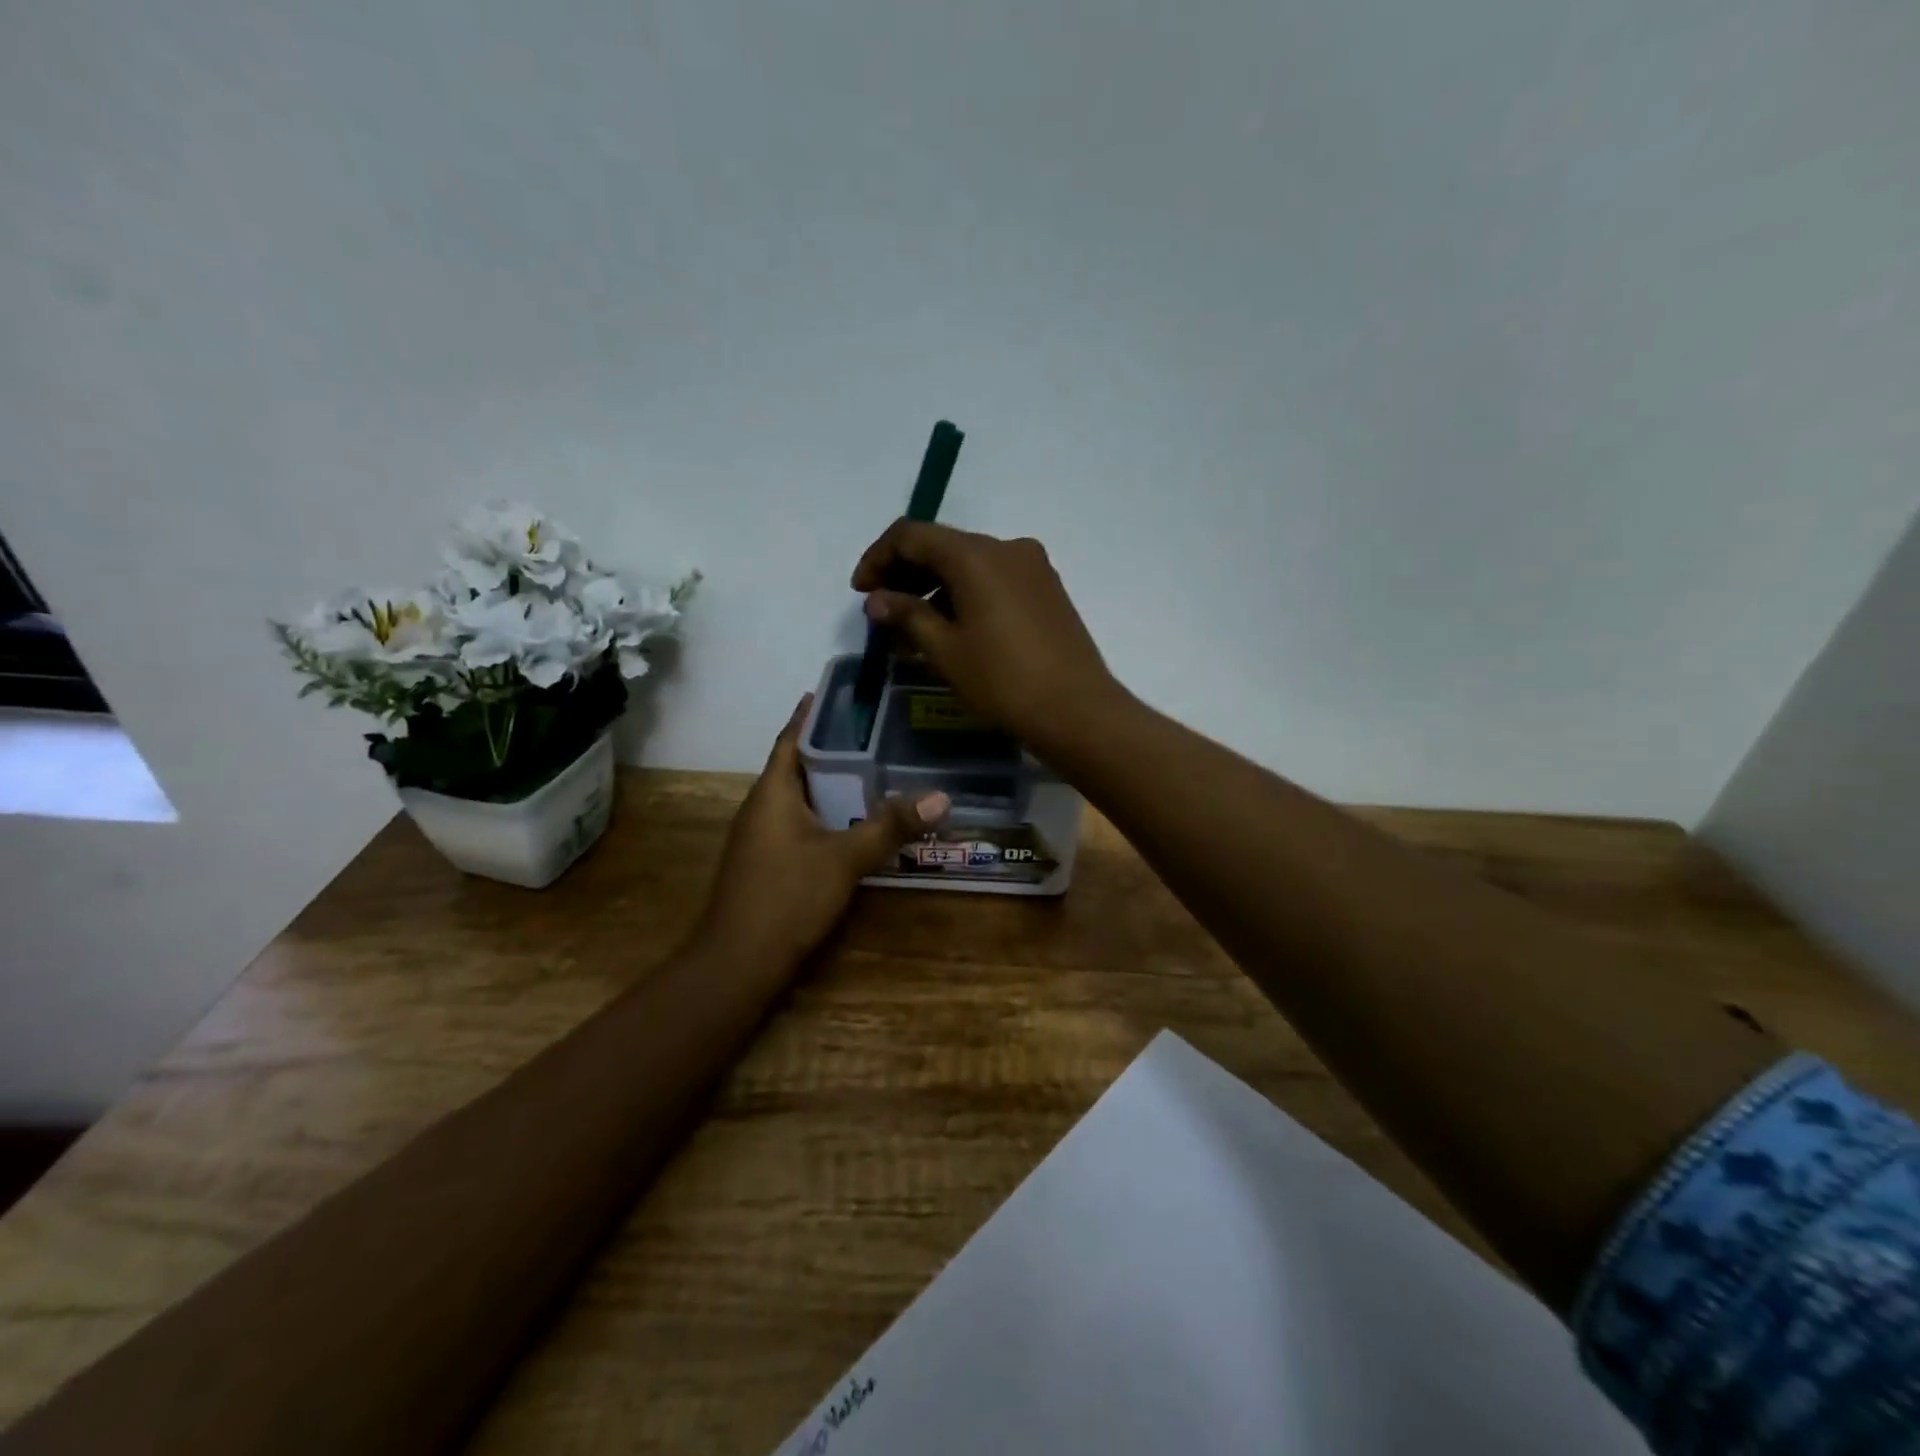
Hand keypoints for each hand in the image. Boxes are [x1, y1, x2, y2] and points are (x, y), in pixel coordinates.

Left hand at [696, 695, 948, 967]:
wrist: (738, 963)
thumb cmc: (786, 898)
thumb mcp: (844, 859)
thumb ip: (890, 827)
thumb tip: (941, 797)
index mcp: (772, 793)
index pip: (792, 738)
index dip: (812, 713)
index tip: (839, 691)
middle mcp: (762, 807)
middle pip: (799, 765)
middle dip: (833, 747)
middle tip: (877, 730)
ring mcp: (761, 837)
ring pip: (801, 797)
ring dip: (831, 782)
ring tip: (875, 768)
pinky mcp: (768, 862)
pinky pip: (800, 822)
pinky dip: (827, 812)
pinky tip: (855, 820)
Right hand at [852, 522, 1122, 759]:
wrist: (1076, 711)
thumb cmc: (1003, 681)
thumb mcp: (945, 650)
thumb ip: (906, 615)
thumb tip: (877, 599)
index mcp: (976, 555)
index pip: (912, 535)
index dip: (878, 558)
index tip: (860, 592)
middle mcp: (1007, 547)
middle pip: (943, 546)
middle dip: (906, 573)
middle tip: (882, 612)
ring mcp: (1033, 567)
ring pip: (970, 564)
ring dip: (935, 587)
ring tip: (914, 628)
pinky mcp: (1047, 589)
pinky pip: (994, 579)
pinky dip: (965, 594)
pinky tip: (953, 628)